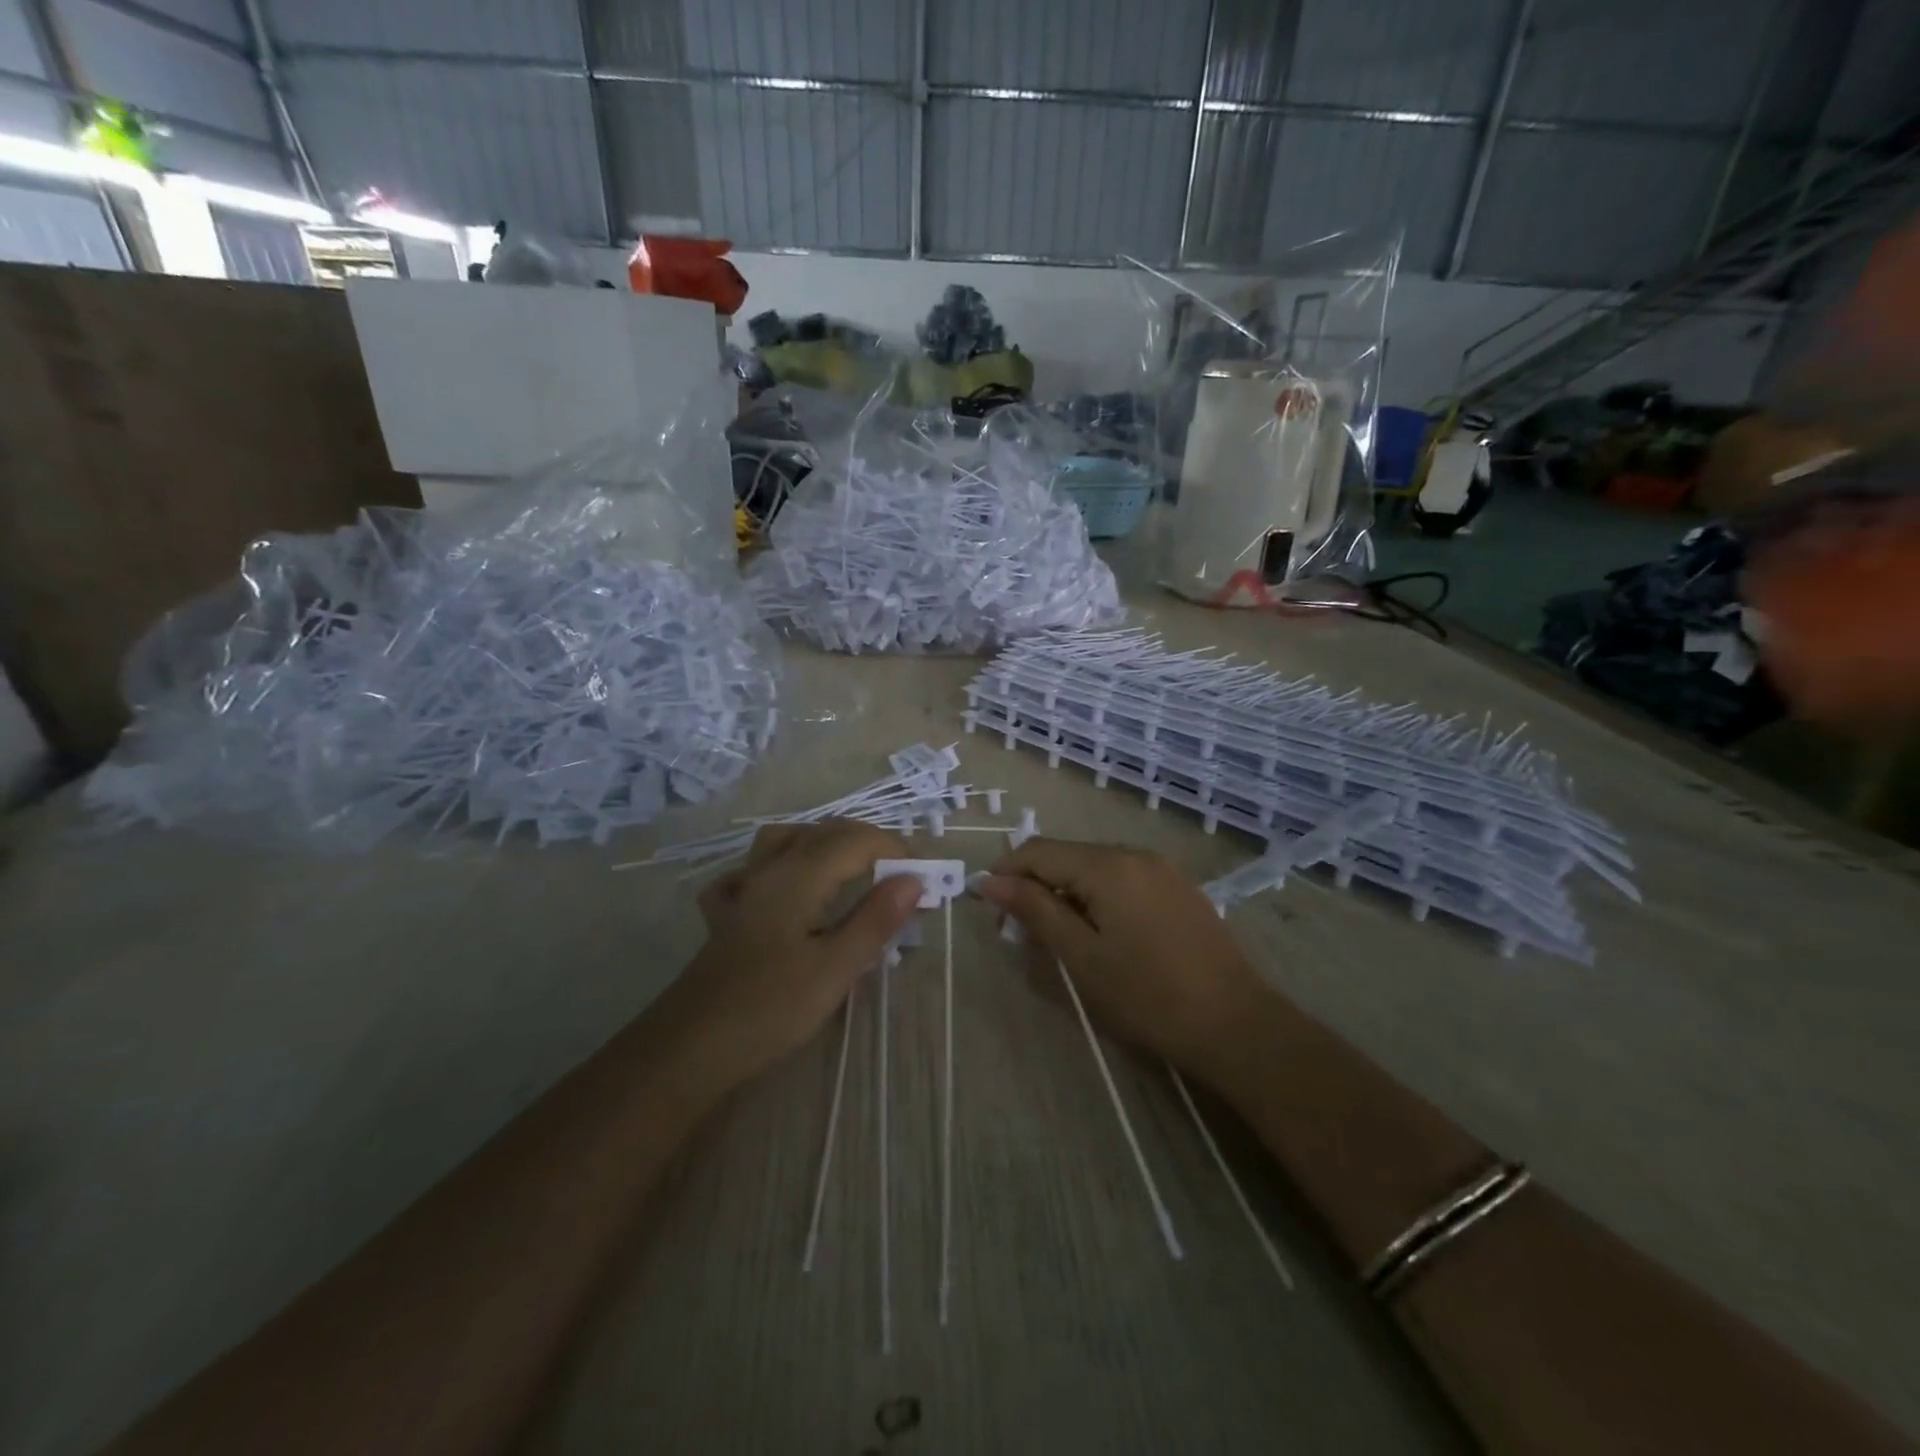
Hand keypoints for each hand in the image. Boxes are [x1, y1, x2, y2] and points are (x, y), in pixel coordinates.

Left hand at [660, 820, 921, 1093]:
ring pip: (786, 840)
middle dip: (869, 845)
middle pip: (825, 832)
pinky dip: (778, 867)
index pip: (858, 841)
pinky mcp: (729, 914)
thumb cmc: (770, 1008)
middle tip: (901, 879)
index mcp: (799, 875)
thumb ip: (875, 919)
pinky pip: (753, 871)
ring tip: (851, 870)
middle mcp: (770, 868)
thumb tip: (914, 880)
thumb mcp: (835, 968)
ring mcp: (744, 888)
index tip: (925, 881)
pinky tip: (786, 888)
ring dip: (825, 844)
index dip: (896, 852)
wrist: (691, 1046)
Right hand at [975, 839, 1274, 1076]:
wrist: (1235, 1024)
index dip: (1006, 873)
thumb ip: (1035, 910)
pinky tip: (1100, 932)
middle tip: (1021, 932)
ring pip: (1094, 866)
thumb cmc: (1148, 995)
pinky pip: (1122, 878)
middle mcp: (1134, 853)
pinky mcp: (1177, 887)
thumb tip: (990, 881)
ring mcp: (1160, 868)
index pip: (1038, 851)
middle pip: (1067, 855)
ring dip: (1066, 891)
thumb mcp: (1081, 956)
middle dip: (1036, 884)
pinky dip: (1097, 895)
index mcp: (1107, 865)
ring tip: (1058, 935)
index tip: (988, 907)